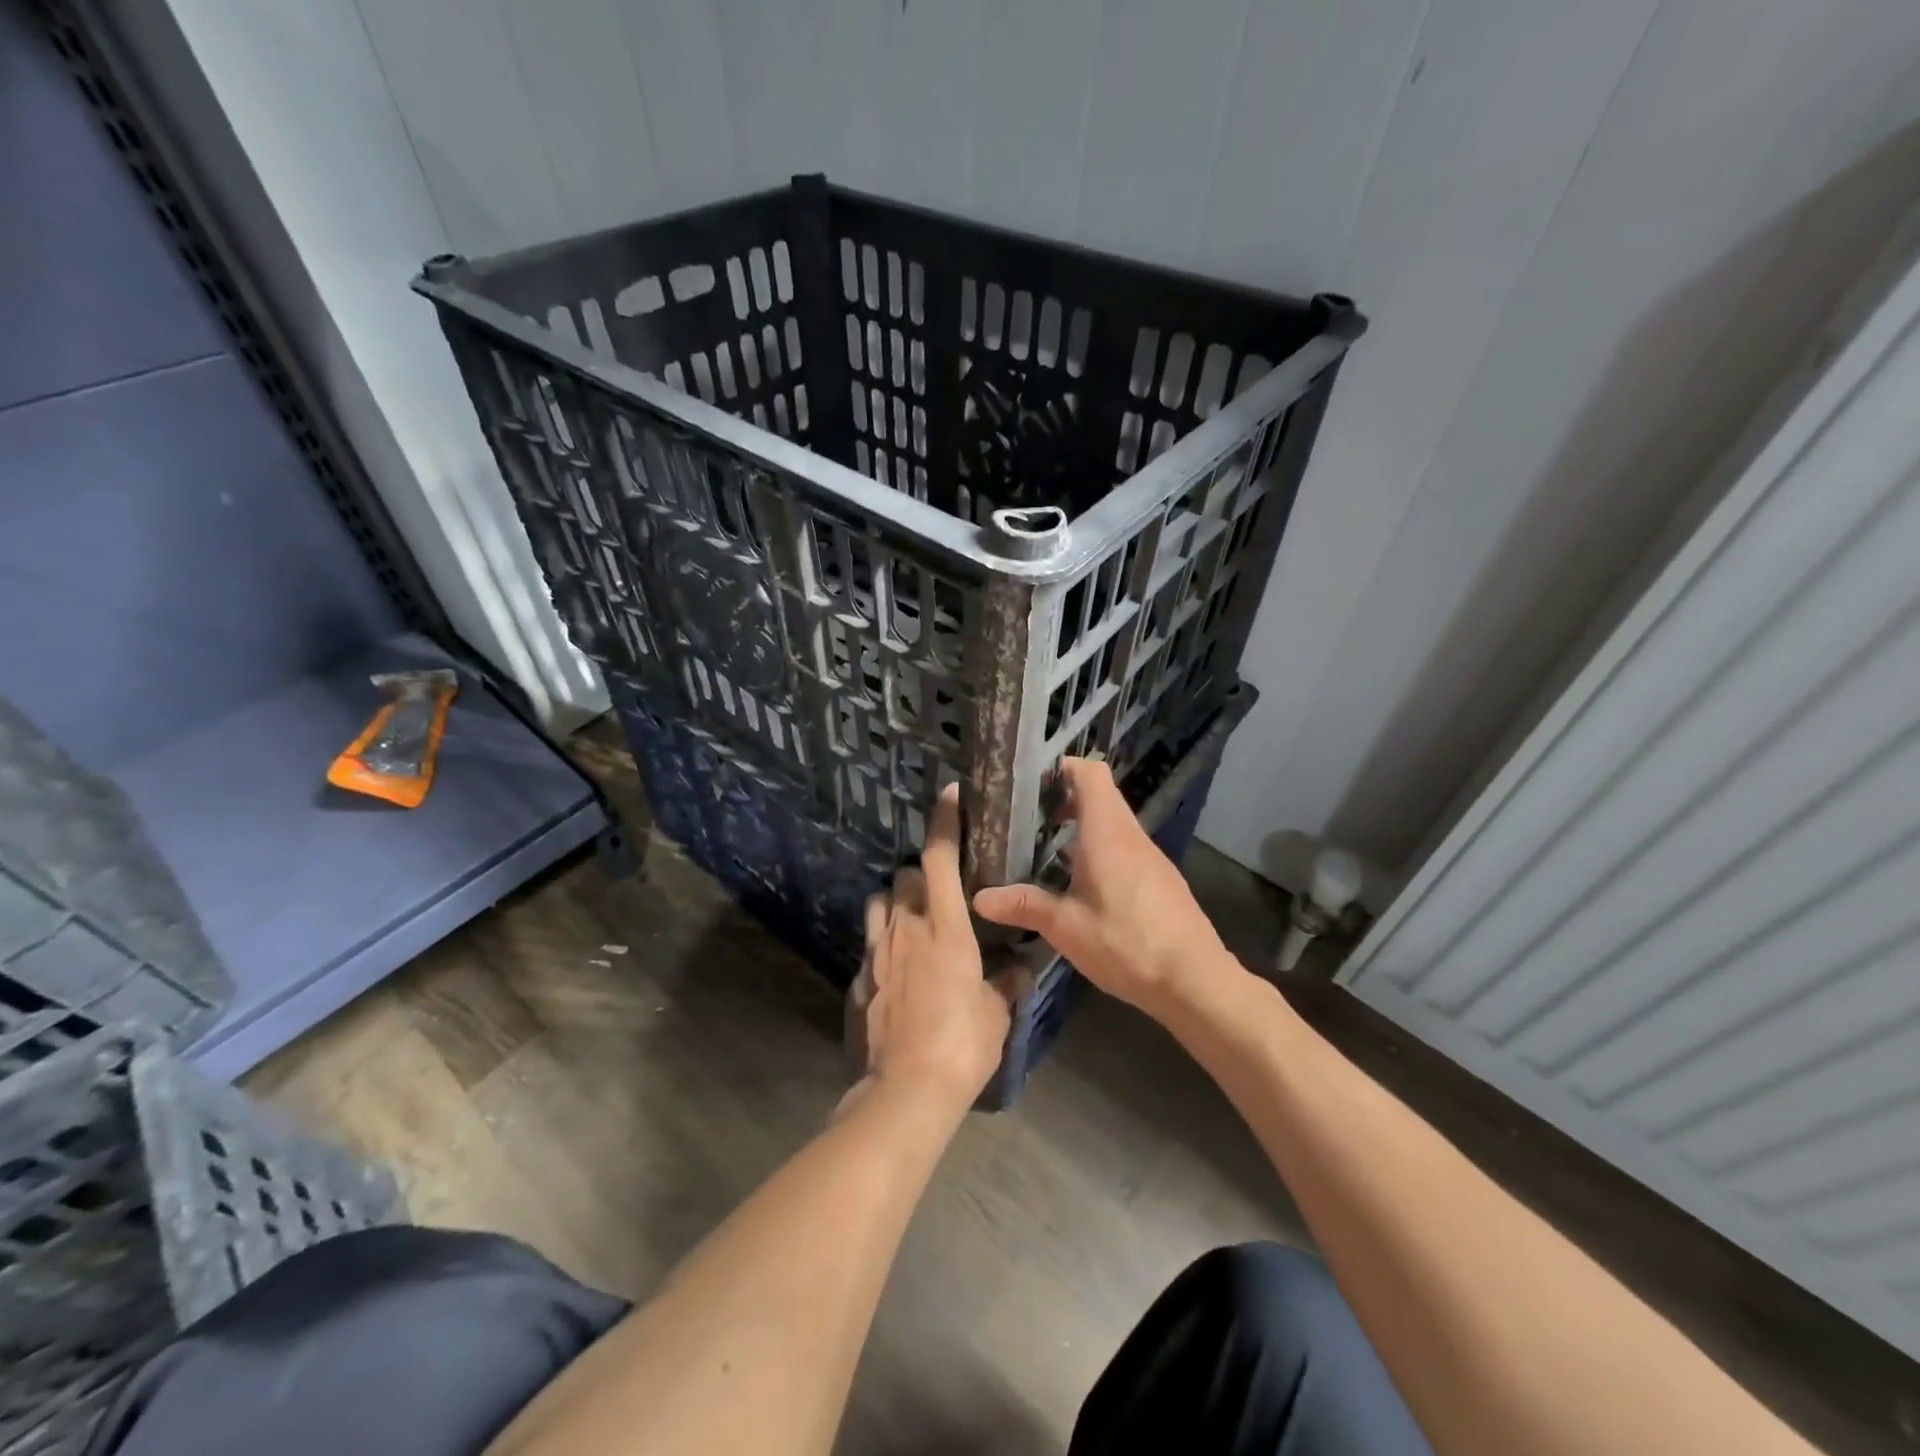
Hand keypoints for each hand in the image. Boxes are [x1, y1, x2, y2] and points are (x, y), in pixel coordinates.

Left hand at [843, 784, 1011, 1115]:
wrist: (905, 1090)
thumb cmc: (963, 1043)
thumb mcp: (995, 1012)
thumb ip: (1004, 983)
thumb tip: (1018, 970)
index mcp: (945, 927)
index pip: (939, 857)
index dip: (944, 822)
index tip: (950, 796)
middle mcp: (905, 929)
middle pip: (902, 876)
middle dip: (918, 876)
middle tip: (938, 895)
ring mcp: (876, 953)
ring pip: (878, 904)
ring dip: (894, 905)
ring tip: (912, 926)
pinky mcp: (857, 981)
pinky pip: (869, 948)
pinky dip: (883, 948)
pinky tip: (897, 974)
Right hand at [972, 758, 1228, 1016]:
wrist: (1195, 980)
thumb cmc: (1126, 943)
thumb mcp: (1066, 927)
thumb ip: (1024, 906)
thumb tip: (979, 898)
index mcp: (1107, 832)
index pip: (1090, 773)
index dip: (1062, 767)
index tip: (1031, 782)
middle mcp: (1130, 835)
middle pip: (1100, 795)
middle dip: (1064, 798)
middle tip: (1027, 819)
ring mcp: (1150, 856)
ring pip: (1113, 823)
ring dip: (1082, 827)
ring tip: (1045, 851)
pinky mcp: (1160, 879)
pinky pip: (1125, 848)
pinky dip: (1100, 850)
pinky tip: (1080, 885)